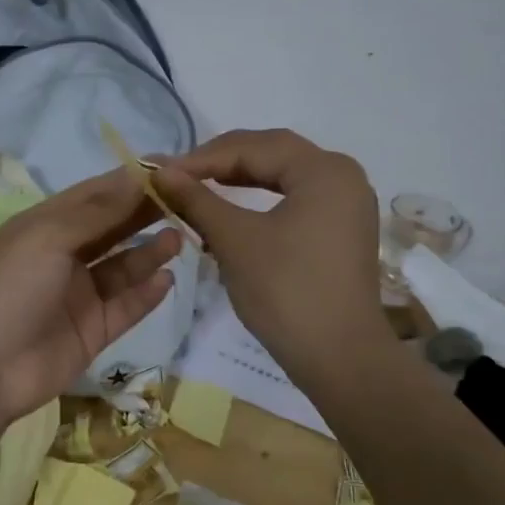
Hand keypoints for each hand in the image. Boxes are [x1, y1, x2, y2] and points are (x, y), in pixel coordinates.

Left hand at [0, 169, 183, 427]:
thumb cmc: (11, 287)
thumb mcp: (49, 236)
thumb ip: (98, 211)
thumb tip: (139, 176)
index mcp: (46, 225)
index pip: (95, 194)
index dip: (131, 181)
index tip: (172, 166)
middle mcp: (64, 255)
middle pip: (112, 228)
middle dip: (146, 213)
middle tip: (187, 199)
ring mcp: (79, 294)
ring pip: (123, 267)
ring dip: (149, 252)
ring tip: (179, 240)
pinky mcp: (92, 330)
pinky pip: (126, 306)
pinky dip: (146, 293)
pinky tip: (167, 279)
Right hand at [156, 129, 391, 385]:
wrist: (340, 358)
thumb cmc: (286, 291)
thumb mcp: (234, 239)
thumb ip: (196, 198)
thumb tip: (158, 171)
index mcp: (324, 170)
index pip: (253, 147)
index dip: (202, 157)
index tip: (162, 172)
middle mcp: (342, 176)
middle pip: (272, 153)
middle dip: (221, 161)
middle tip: (178, 175)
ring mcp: (346, 204)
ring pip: (283, 175)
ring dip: (239, 178)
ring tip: (198, 187)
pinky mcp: (340, 229)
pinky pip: (294, 197)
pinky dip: (260, 198)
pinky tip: (230, 209)